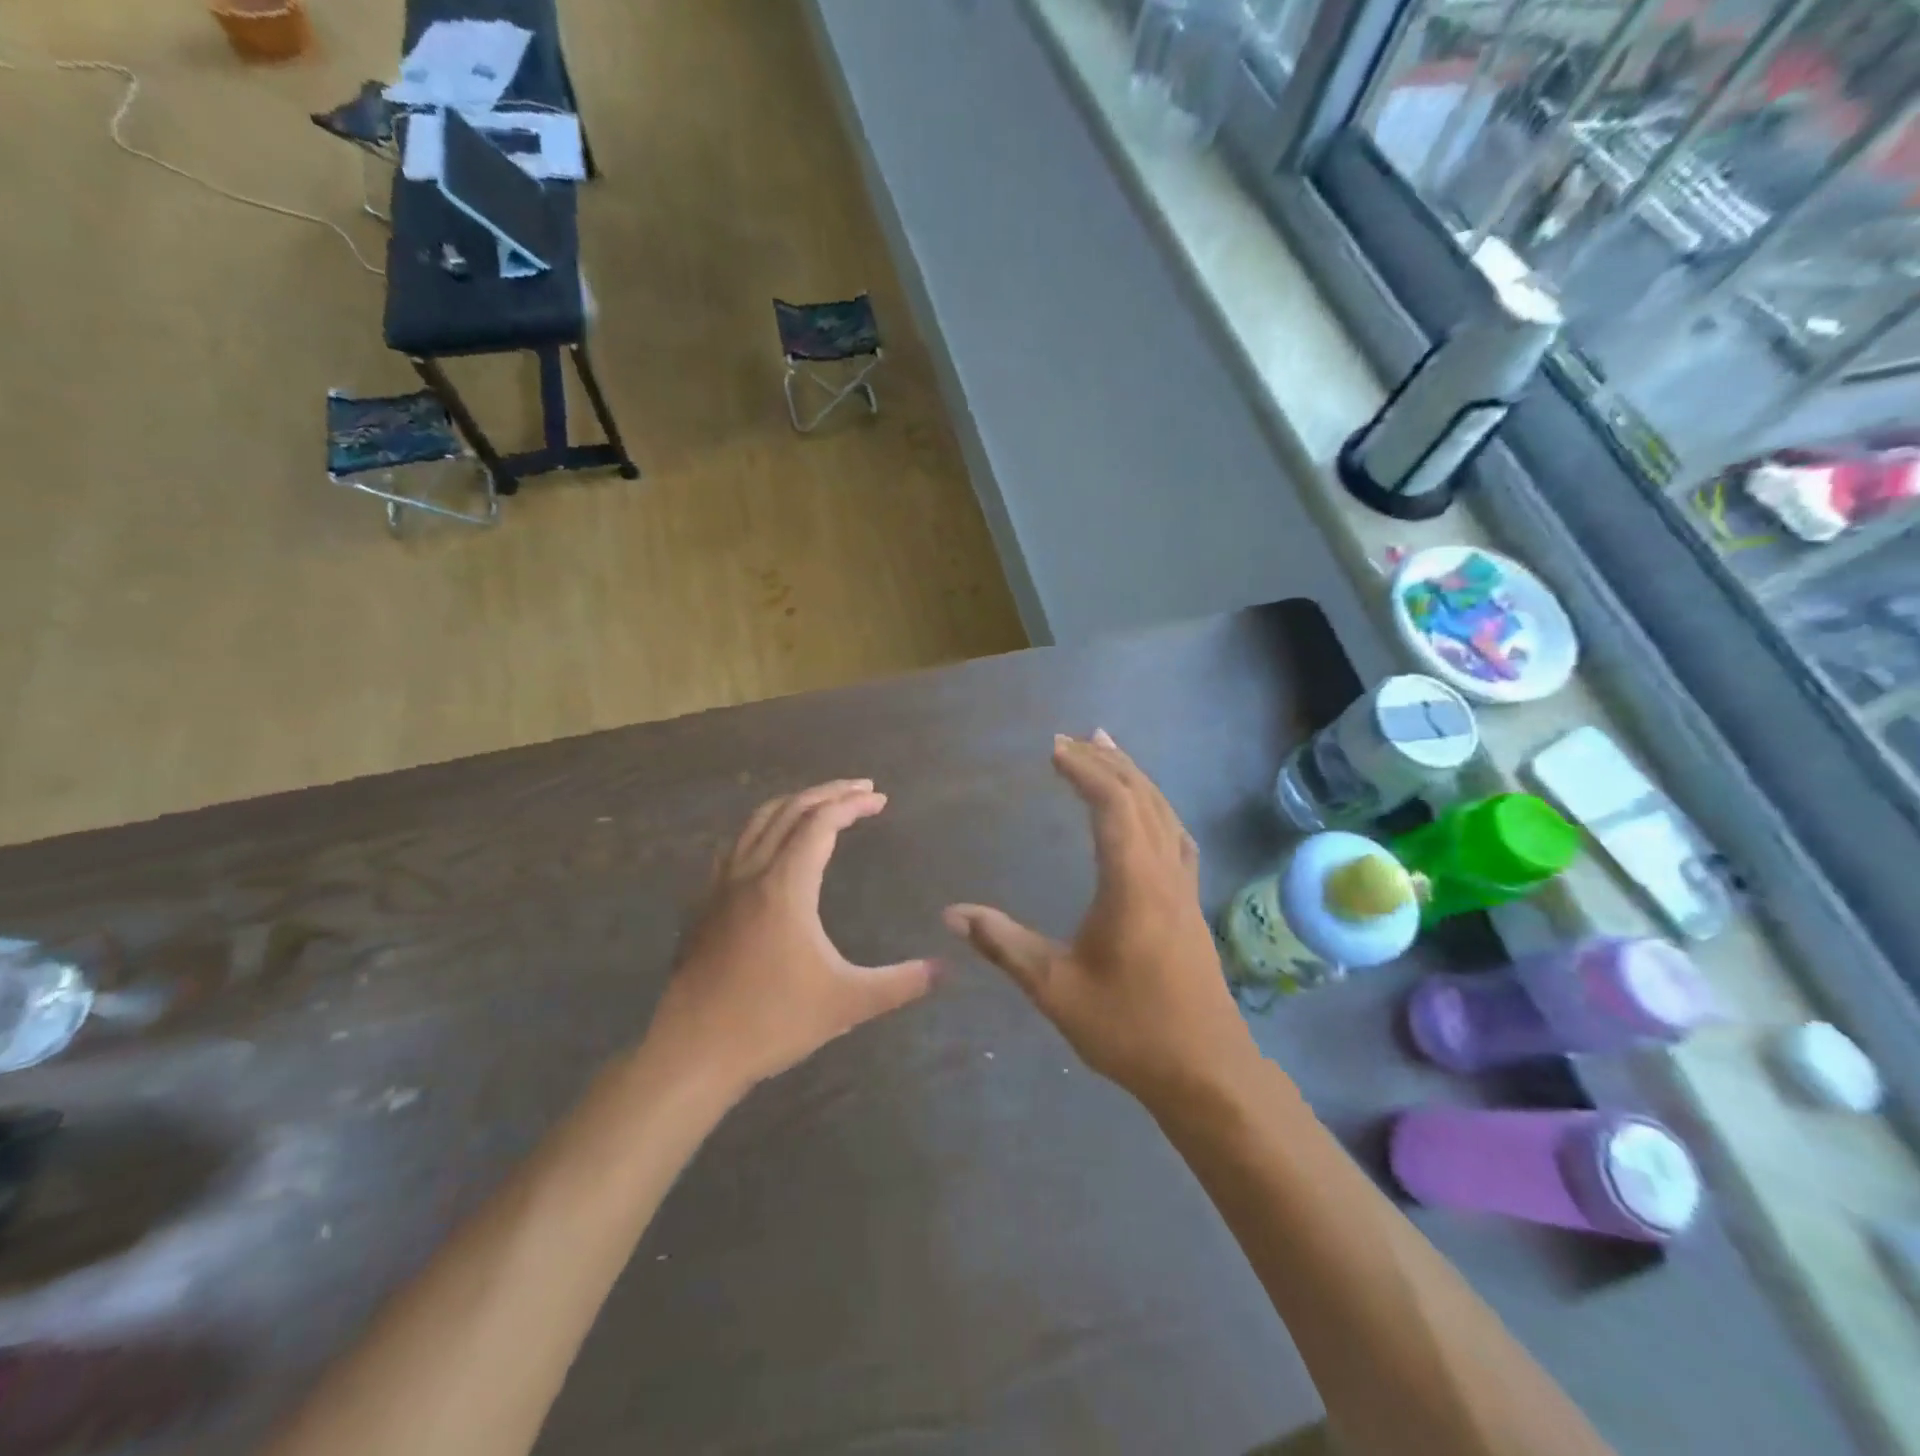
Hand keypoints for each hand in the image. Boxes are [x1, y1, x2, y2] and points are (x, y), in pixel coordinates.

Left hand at [645, 780, 937, 1098]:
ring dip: (793, 804)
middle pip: (789, 810)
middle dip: (828, 793)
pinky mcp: (704, 905)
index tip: (880, 799)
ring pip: (757, 822)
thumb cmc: (772, 1021)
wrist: (693, 1051)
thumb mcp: (847, 1003)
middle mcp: (751, 873)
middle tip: (862, 789)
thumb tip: (943, 969)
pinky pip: (737, 846)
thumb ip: (900, 983)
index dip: (852, 804)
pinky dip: (763, 828)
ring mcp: (721, 887)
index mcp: (785, 886)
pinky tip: (771, 846)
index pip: (820, 822)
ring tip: (821, 805)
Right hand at [944, 732, 1258, 1109]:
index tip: (1054, 749)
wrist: (1205, 1071)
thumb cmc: (1128, 1028)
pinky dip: (1155, 807)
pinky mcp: (1191, 903)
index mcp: (1132, 883)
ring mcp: (1184, 887)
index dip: (1084, 771)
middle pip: (1141, 797)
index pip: (1112, 805)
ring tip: (1109, 751)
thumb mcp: (1054, 988)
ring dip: (1134, 777)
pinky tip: (1148, 812)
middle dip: (1107, 762)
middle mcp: (1163, 872)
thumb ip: (1003, 944)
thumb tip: (951, 913)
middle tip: (1074, 739)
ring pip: (1163, 813)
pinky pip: (1174, 834)